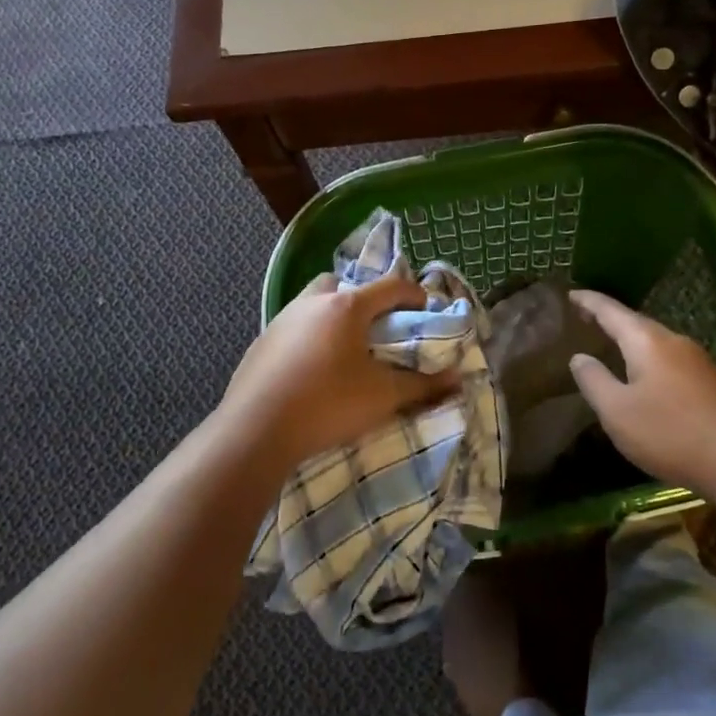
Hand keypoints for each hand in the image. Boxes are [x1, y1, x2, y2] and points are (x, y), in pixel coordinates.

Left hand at [222, 271, 459, 469]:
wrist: (256, 430)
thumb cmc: (328, 404)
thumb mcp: (383, 397)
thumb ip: (423, 386)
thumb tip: (459, 379)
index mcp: (346, 307)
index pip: (389, 286)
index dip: (412, 294)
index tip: (425, 308)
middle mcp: (312, 303)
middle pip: (344, 286)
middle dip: (364, 299)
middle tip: (377, 327)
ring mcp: (281, 320)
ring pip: (314, 303)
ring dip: (333, 316)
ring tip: (345, 349)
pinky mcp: (261, 342)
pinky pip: (293, 327)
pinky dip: (309, 336)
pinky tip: (312, 368)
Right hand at [567, 289, 715, 491]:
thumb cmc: (670, 433)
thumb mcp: (617, 411)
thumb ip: (594, 381)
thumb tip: (579, 357)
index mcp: (646, 341)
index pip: (610, 310)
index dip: (588, 301)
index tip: (569, 294)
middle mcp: (673, 340)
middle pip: (635, 322)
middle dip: (609, 318)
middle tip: (583, 318)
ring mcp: (696, 360)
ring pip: (654, 341)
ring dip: (629, 340)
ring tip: (608, 345)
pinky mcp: (709, 381)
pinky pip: (668, 358)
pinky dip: (646, 357)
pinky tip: (642, 375)